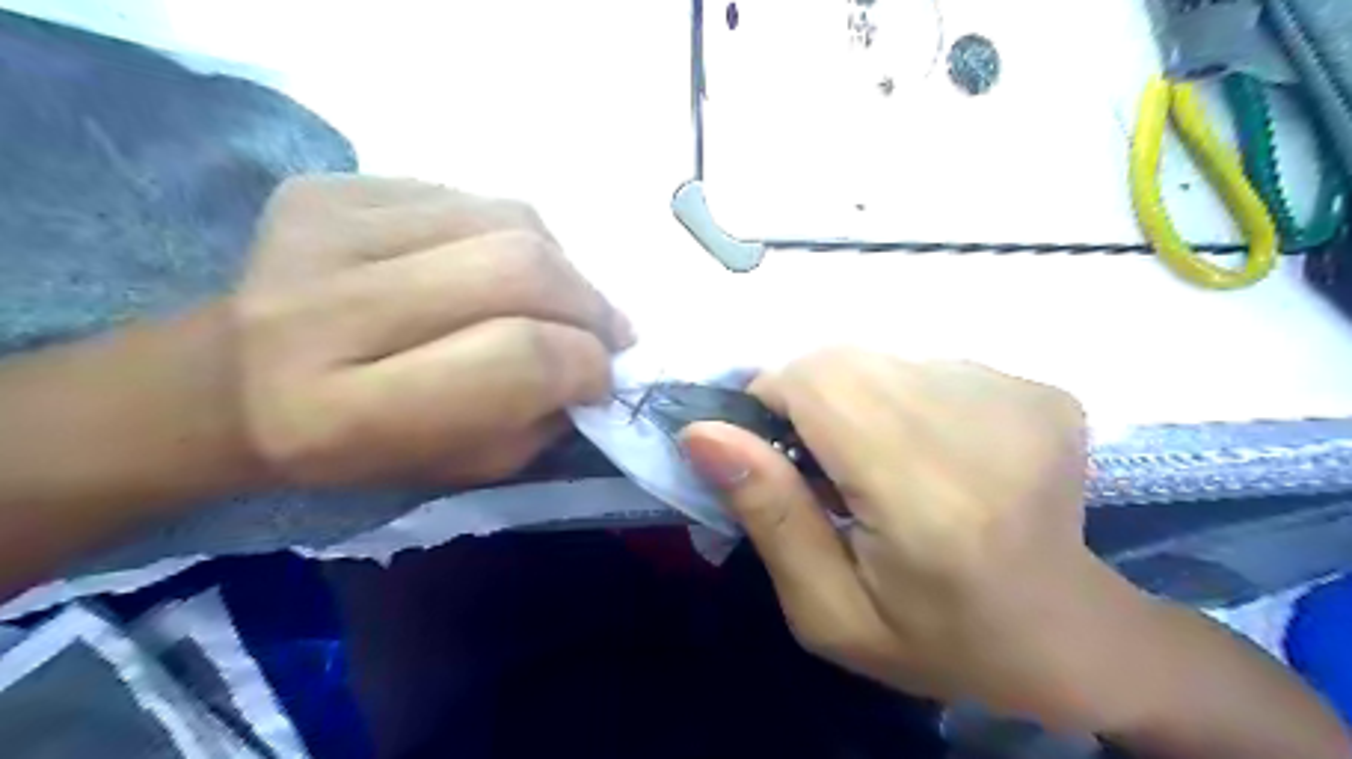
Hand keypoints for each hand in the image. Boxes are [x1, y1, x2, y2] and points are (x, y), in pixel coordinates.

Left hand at [235, 175, 629, 484]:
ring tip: (566, 300)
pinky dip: (511, 235)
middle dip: (588, 303)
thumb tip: (597, 361)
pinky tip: (503, 269)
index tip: (605, 377)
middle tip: (608, 332)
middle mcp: (324, 309)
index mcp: (346, 411)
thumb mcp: (456, 467)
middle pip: (517, 269)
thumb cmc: (350, 449)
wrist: (226, 385)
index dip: (585, 363)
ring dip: (561, 265)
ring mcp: (320, 229)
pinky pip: (467, 197)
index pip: (517, 356)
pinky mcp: (327, 187)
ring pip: (505, 220)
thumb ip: (537, 421)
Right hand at [688, 350, 1138, 728]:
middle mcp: (983, 431)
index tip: (772, 451)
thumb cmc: (937, 638)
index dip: (773, 400)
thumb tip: (703, 432)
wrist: (1065, 634)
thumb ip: (769, 516)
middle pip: (845, 361)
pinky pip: (925, 364)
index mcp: (930, 500)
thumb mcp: (829, 611)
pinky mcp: (1037, 390)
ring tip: (878, 464)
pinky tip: (926, 453)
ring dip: (854, 402)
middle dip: (808, 401)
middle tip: (823, 467)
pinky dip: (901, 400)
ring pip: (880, 358)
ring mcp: (1021, 400)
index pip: (820, 385)